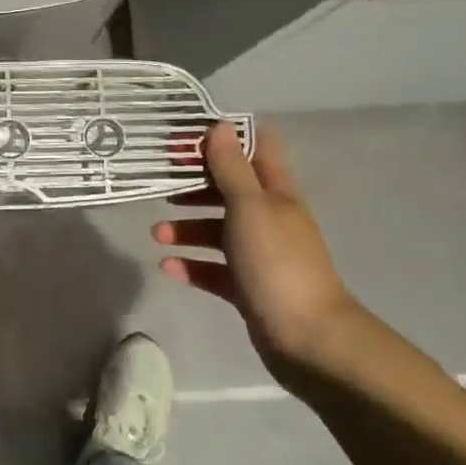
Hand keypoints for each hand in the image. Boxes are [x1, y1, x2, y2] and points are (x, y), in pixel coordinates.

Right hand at [152, 122, 360, 372]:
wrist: (308, 339)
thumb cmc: (277, 262)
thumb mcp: (250, 206)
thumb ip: (231, 167)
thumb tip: (220, 125)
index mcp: (275, 192)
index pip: (254, 148)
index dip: (222, 137)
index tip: (185, 137)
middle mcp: (268, 218)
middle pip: (228, 189)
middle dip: (194, 183)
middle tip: (160, 182)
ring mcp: (259, 254)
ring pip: (217, 229)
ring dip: (186, 227)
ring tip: (157, 234)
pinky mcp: (248, 287)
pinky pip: (213, 269)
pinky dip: (191, 265)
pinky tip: (167, 267)